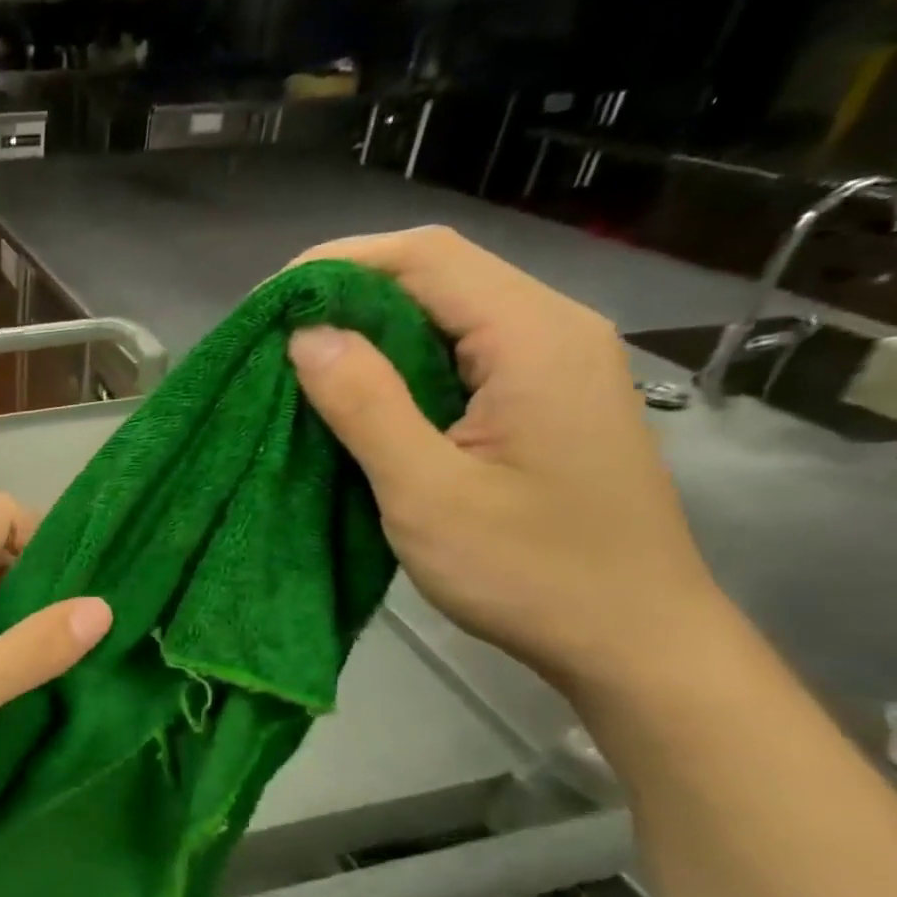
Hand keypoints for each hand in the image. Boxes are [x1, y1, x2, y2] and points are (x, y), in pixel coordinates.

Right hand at [286, 226, 726, 692]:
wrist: (630, 637)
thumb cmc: (529, 571)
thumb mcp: (428, 493)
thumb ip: (367, 405)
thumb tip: (305, 335)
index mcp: (534, 339)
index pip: (427, 258)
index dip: (338, 265)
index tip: (267, 305)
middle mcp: (552, 331)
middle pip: (438, 275)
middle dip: (348, 293)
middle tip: (273, 337)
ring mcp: (551, 365)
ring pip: (445, 314)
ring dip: (369, 329)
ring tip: (298, 363)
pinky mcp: (539, 400)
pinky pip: (457, 354)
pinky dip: (396, 362)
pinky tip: (356, 395)